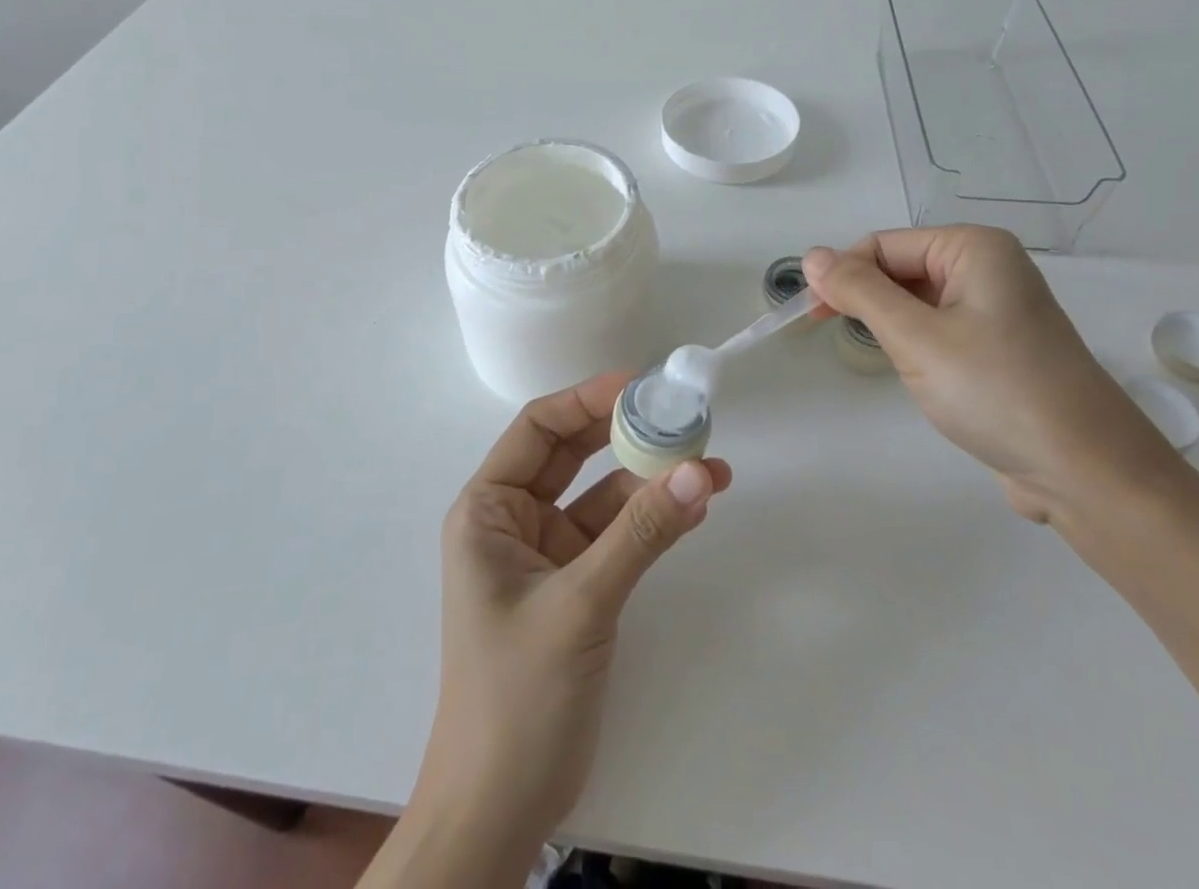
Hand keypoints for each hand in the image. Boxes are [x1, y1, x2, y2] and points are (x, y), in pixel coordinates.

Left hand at [415, 372, 731, 854]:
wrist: (499, 813)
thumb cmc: (516, 698)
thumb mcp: (580, 605)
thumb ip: (641, 534)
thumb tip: (699, 469)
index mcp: (488, 510)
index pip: (537, 429)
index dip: (587, 399)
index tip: (640, 384)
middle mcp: (515, 521)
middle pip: (573, 455)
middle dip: (626, 434)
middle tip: (682, 415)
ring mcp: (548, 555)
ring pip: (603, 496)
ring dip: (651, 480)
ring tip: (709, 464)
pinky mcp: (576, 587)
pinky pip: (618, 536)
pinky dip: (653, 520)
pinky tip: (694, 505)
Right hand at [804, 226, 1178, 521]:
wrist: (1089, 473)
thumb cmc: (996, 392)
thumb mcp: (916, 338)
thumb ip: (859, 292)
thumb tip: (812, 256)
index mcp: (974, 248)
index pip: (884, 245)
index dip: (844, 275)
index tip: (812, 317)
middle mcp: (989, 267)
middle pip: (901, 268)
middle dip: (866, 299)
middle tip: (833, 338)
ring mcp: (999, 307)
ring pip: (917, 300)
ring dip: (890, 324)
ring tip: (888, 361)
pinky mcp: (1001, 346)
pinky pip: (940, 327)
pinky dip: (916, 344)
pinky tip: (917, 373)